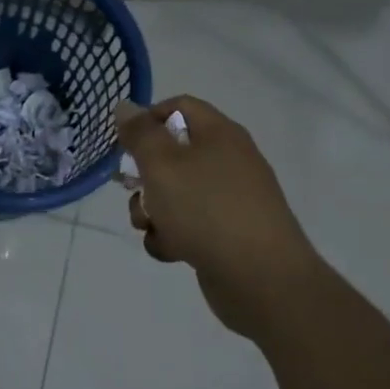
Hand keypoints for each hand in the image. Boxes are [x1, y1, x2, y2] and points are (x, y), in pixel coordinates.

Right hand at [118, 96, 314, 332]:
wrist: (264, 282)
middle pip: (173, 153)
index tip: (126, 143)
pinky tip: (171, 251)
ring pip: (176, 193)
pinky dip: (174, 237)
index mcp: (220, 134)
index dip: (148, 118)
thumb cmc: (207, 210)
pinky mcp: (229, 236)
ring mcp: (231, 200)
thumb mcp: (162, 164)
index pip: (179, 106)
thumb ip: (139, 133)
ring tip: (151, 227)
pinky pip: (190, 225)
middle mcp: (228, 161)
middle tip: (130, 189)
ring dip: (153, 210)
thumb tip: (125, 106)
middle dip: (145, 175)